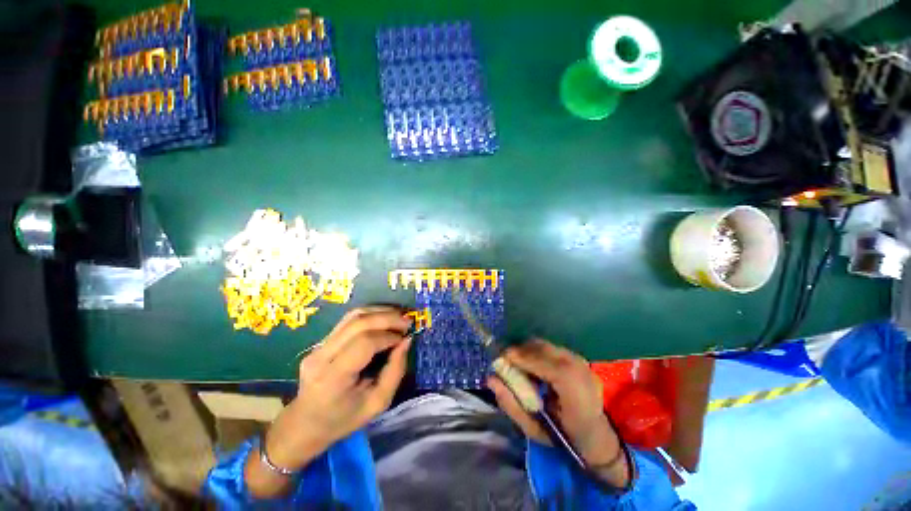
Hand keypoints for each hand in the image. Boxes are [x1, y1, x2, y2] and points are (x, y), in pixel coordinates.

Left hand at [246, 306, 412, 496]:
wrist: (305, 424)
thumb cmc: (343, 420)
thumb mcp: (377, 404)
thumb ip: (395, 371)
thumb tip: (406, 341)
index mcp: (333, 378)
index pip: (364, 343)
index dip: (388, 336)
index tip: (405, 337)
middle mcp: (322, 356)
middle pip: (358, 323)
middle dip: (388, 318)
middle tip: (407, 321)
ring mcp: (318, 346)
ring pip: (353, 316)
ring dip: (380, 311)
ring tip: (399, 316)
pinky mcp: (321, 341)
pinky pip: (349, 320)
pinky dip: (371, 314)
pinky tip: (384, 318)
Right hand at [487, 339, 630, 488]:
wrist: (598, 436)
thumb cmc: (565, 436)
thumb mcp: (533, 428)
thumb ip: (510, 403)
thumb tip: (490, 379)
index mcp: (569, 384)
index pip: (538, 360)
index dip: (516, 356)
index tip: (499, 360)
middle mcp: (576, 364)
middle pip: (539, 347)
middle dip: (519, 352)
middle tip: (507, 364)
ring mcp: (579, 358)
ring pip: (544, 345)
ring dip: (527, 352)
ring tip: (521, 367)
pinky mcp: (577, 357)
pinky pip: (550, 348)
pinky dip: (537, 353)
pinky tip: (535, 368)